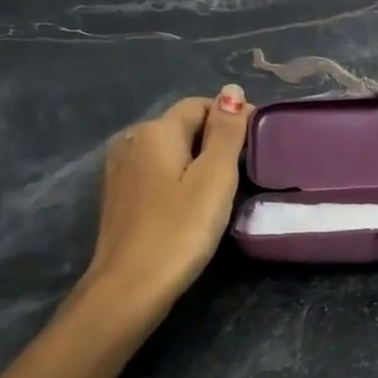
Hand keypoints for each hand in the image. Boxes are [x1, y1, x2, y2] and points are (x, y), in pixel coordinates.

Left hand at [80, 85, 252, 312]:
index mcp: (155, 130)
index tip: (258, 146)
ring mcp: (120, 169)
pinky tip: (192, 205)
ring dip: (198, 161)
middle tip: (245, 172)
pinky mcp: (119, 196)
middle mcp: (132, 140)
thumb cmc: (180, 230)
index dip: (233, 118)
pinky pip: (157, 172)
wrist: (129, 288)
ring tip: (223, 189)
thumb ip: (226, 132)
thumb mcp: (214, 178)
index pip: (201, 105)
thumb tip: (231, 90)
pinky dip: (179, 178)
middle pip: (183, 126)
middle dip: (216, 140)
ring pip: (171, 150)